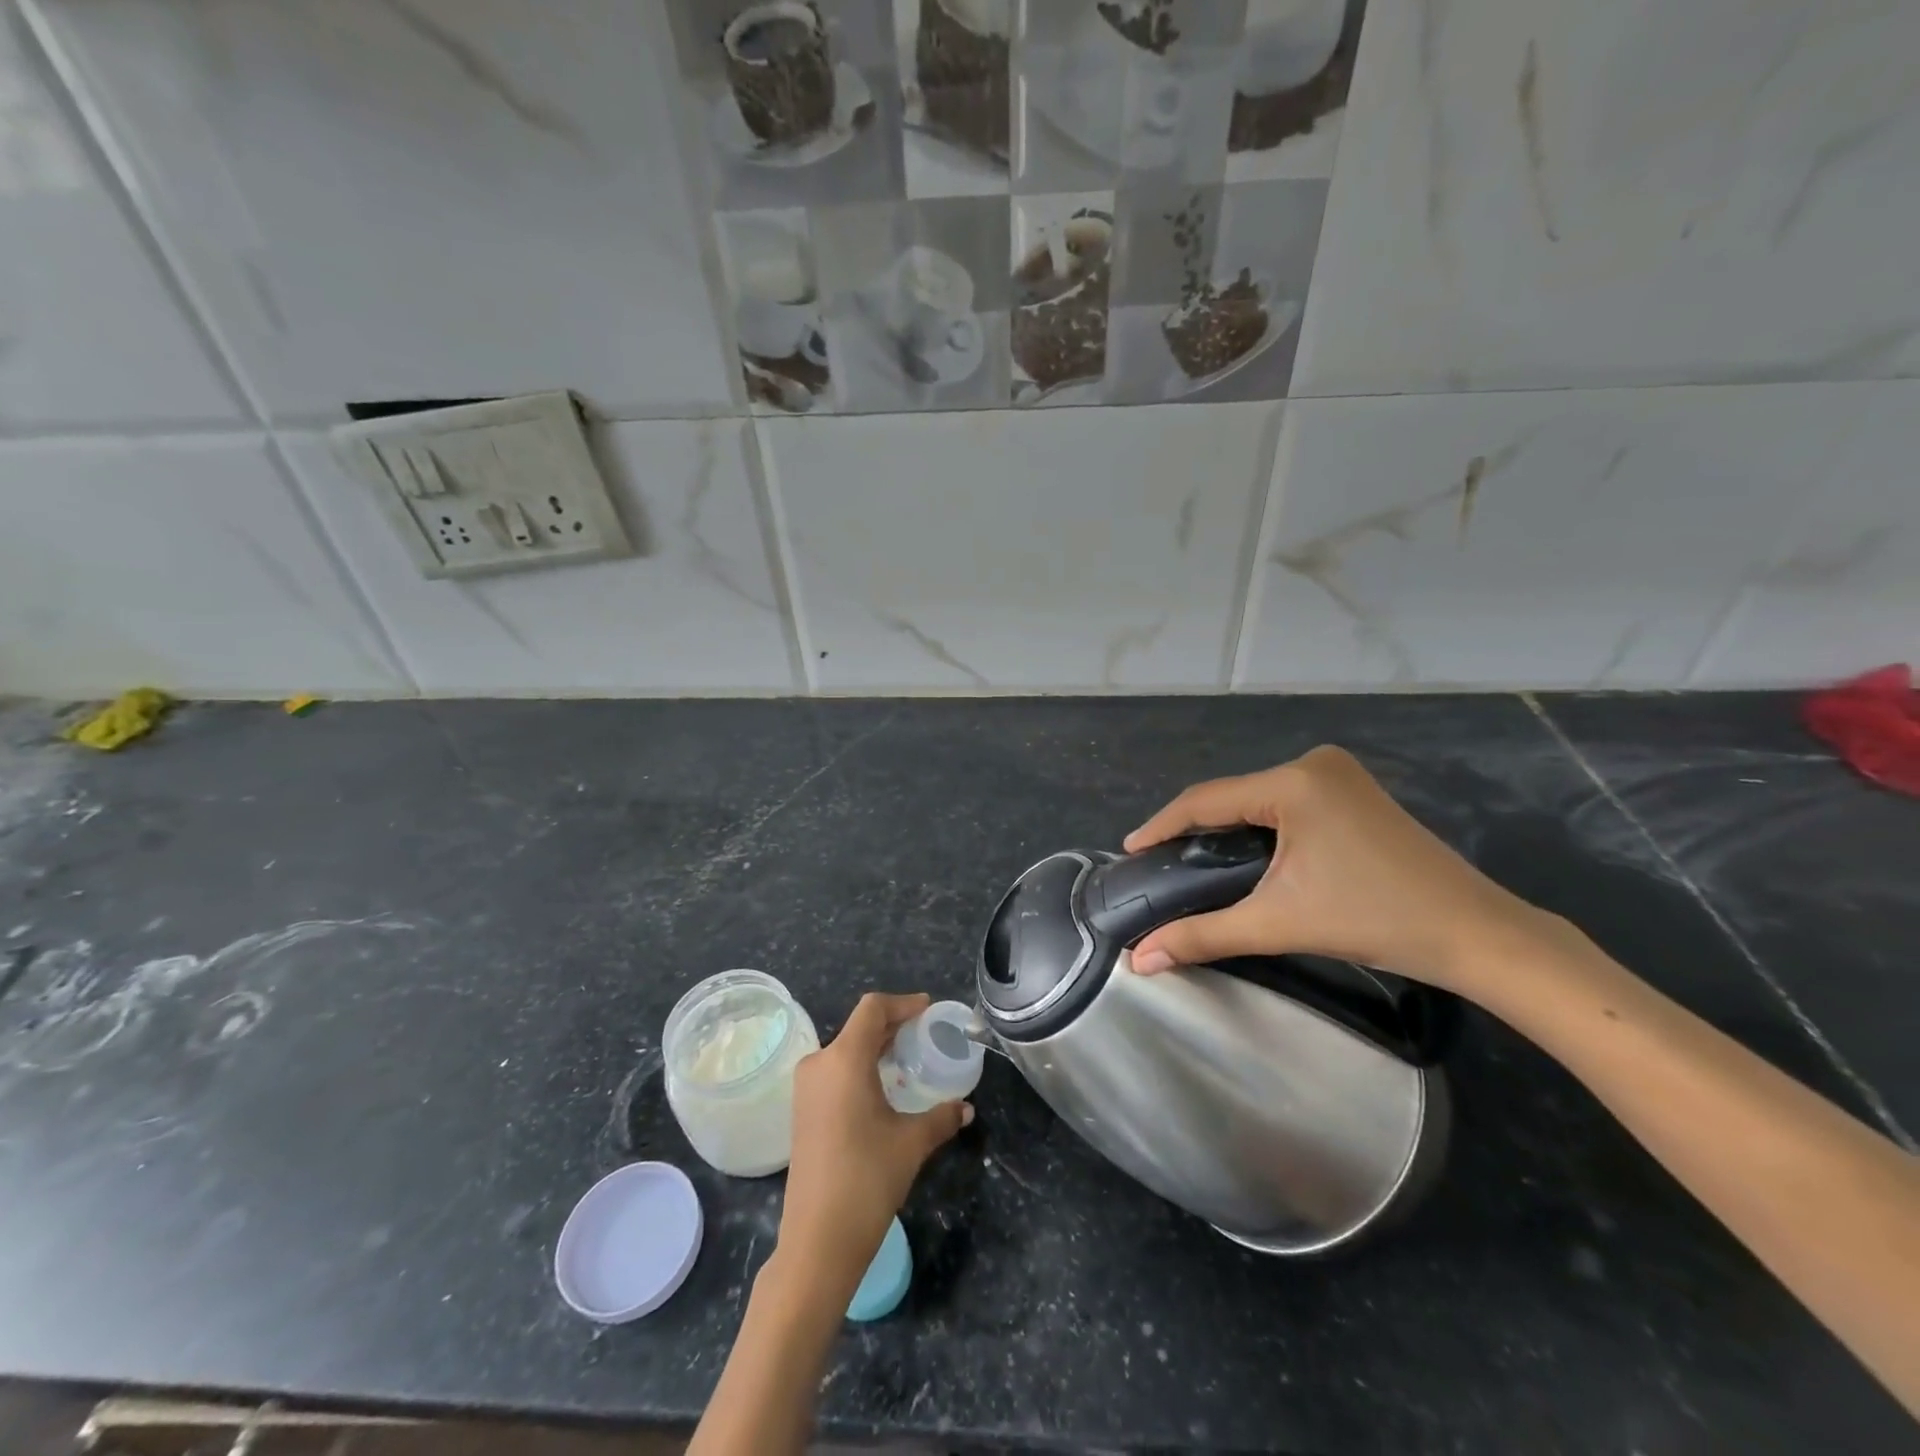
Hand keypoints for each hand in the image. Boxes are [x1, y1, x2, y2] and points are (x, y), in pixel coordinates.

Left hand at [777, 993, 971, 1290]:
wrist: (817, 1241)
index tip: (928, 1010)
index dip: (903, 1003)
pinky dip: (860, 1068)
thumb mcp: (911, 1143)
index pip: (872, 1009)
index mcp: (843, 1059)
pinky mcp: (802, 1111)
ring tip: (908, 1059)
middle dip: (892, 1025)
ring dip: (875, 1048)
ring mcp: (806, 1089)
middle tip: (925, 1034)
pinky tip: (883, 1088)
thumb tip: (966, 1108)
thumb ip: (941, 1117)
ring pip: (845, 1049)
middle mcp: (819, 1064)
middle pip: (858, 1027)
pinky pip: (835, 1071)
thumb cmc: (867, 1179)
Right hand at [1124, 746, 1548, 997]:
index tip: (1129, 851)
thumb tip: (1139, 960)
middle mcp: (1313, 763)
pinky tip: (1244, 852)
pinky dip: (1257, 826)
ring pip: (1257, 799)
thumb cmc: (1374, 920)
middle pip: (1231, 796)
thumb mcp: (1278, 923)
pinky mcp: (1353, 791)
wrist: (1476, 934)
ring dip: (1224, 828)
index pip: (1206, 800)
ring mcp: (1338, 774)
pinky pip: (1284, 802)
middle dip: (1192, 829)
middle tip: (1159, 863)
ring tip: (1191, 860)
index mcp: (1294, 782)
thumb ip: (1202, 936)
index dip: (1161, 825)